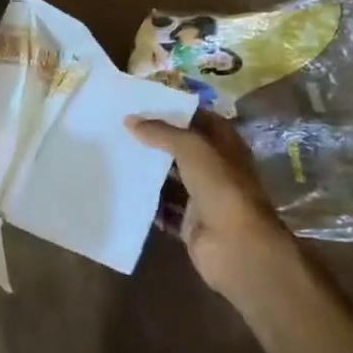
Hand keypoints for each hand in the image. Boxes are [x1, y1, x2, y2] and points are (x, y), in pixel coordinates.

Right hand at [128, 109, 298, 298]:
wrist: (236, 247)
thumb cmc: (221, 188)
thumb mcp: (192, 148)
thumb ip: (162, 133)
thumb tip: (130, 120)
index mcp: (226, 147)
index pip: (202, 120)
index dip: (178, 111)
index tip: (145, 105)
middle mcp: (217, 170)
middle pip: (184, 150)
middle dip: (157, 140)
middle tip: (123, 128)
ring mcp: (204, 199)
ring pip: (172, 179)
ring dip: (149, 171)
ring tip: (117, 155)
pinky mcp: (189, 224)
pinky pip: (164, 208)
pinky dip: (146, 202)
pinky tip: (122, 189)